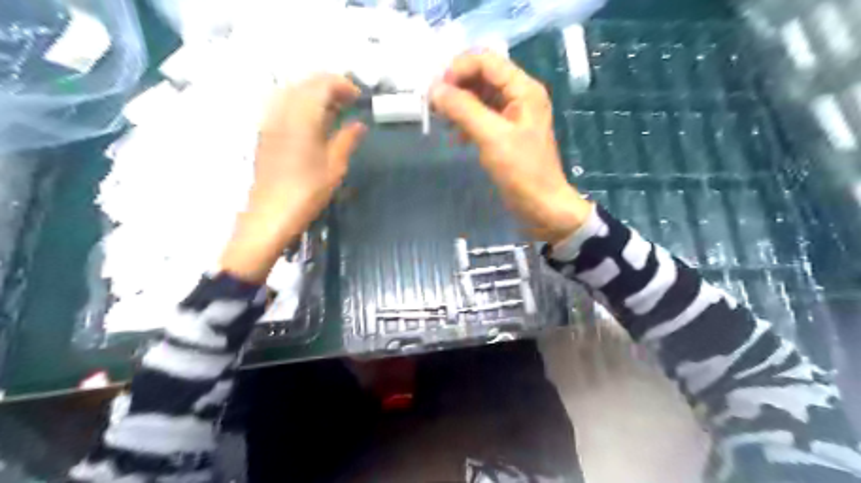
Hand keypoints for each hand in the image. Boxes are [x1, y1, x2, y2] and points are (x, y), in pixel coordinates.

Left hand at [219, 73, 363, 281]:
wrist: (269, 216)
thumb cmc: (307, 194)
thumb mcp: (334, 168)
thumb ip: (347, 140)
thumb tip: (359, 124)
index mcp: (302, 118)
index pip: (321, 85)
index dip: (342, 85)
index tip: (358, 97)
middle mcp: (282, 113)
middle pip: (304, 84)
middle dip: (328, 86)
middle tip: (349, 102)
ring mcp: (270, 122)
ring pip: (291, 92)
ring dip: (314, 94)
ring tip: (333, 110)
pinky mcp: (265, 134)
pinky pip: (283, 105)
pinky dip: (301, 104)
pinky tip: (313, 122)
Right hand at [431, 51, 591, 245]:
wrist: (542, 206)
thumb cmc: (522, 172)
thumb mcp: (492, 138)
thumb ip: (464, 110)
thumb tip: (435, 91)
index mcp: (523, 89)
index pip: (485, 60)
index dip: (458, 69)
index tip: (437, 92)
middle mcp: (519, 95)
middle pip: (481, 75)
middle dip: (456, 86)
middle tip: (434, 106)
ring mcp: (513, 114)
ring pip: (479, 95)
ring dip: (458, 104)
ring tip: (441, 120)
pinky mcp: (506, 132)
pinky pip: (481, 115)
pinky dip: (466, 120)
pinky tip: (456, 136)